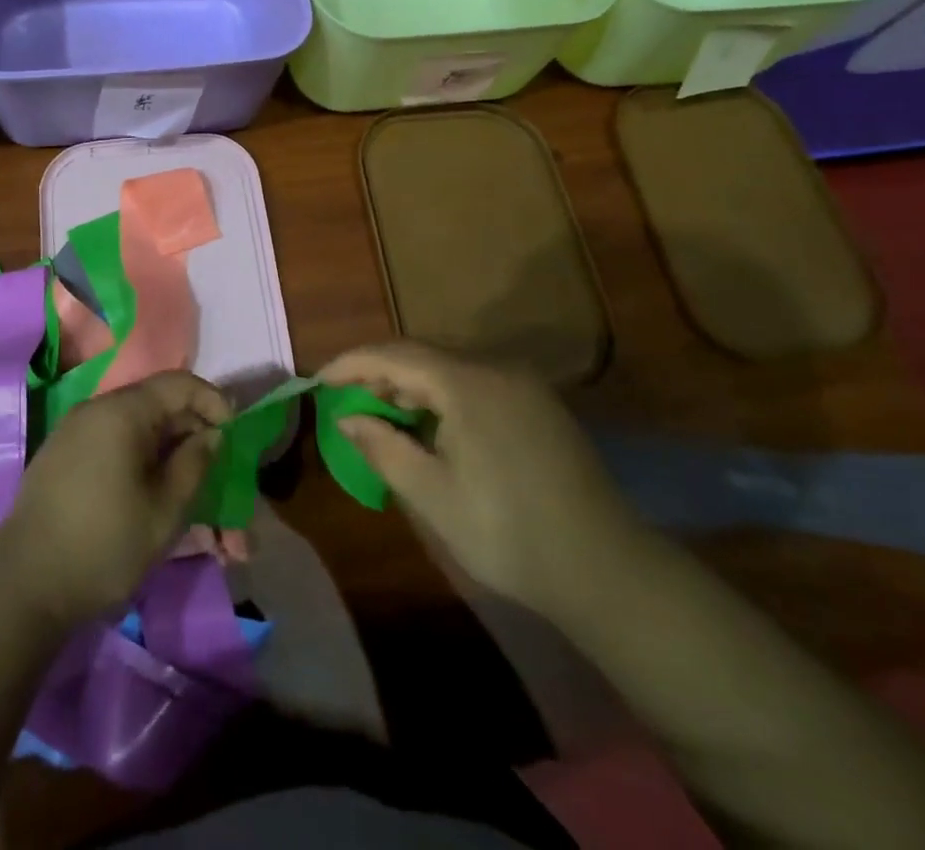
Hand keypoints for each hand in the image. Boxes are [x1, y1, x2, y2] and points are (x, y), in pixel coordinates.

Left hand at [0, 373, 230, 629]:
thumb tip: (211, 434)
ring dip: (170, 457)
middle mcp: (97, 409)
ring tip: (192, 499)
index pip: (180, 384)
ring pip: (138, 432)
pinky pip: (115, 446)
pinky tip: (154, 499)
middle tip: (220, 478)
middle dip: (195, 439)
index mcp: (122, 411)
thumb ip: (195, 463)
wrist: (21, 587)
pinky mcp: (64, 458)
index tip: (234, 437)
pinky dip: (142, 464)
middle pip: (159, 407)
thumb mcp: (165, 510)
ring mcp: (76, 433)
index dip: (213, 403)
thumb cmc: (103, 545)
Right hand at [318, 342, 650, 624]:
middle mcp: (495, 369)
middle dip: (378, 374)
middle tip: (345, 402)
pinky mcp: (538, 404)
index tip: (318, 382)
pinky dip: (441, 397)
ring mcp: (522, 384)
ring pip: (449, 369)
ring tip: (380, 416)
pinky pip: (475, 384)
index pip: (394, 355)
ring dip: (410, 386)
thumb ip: (383, 447)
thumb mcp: (433, 496)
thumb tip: (347, 418)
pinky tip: (430, 428)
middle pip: (422, 355)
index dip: (351, 364)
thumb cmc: (508, 534)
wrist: (606, 569)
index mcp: (467, 384)